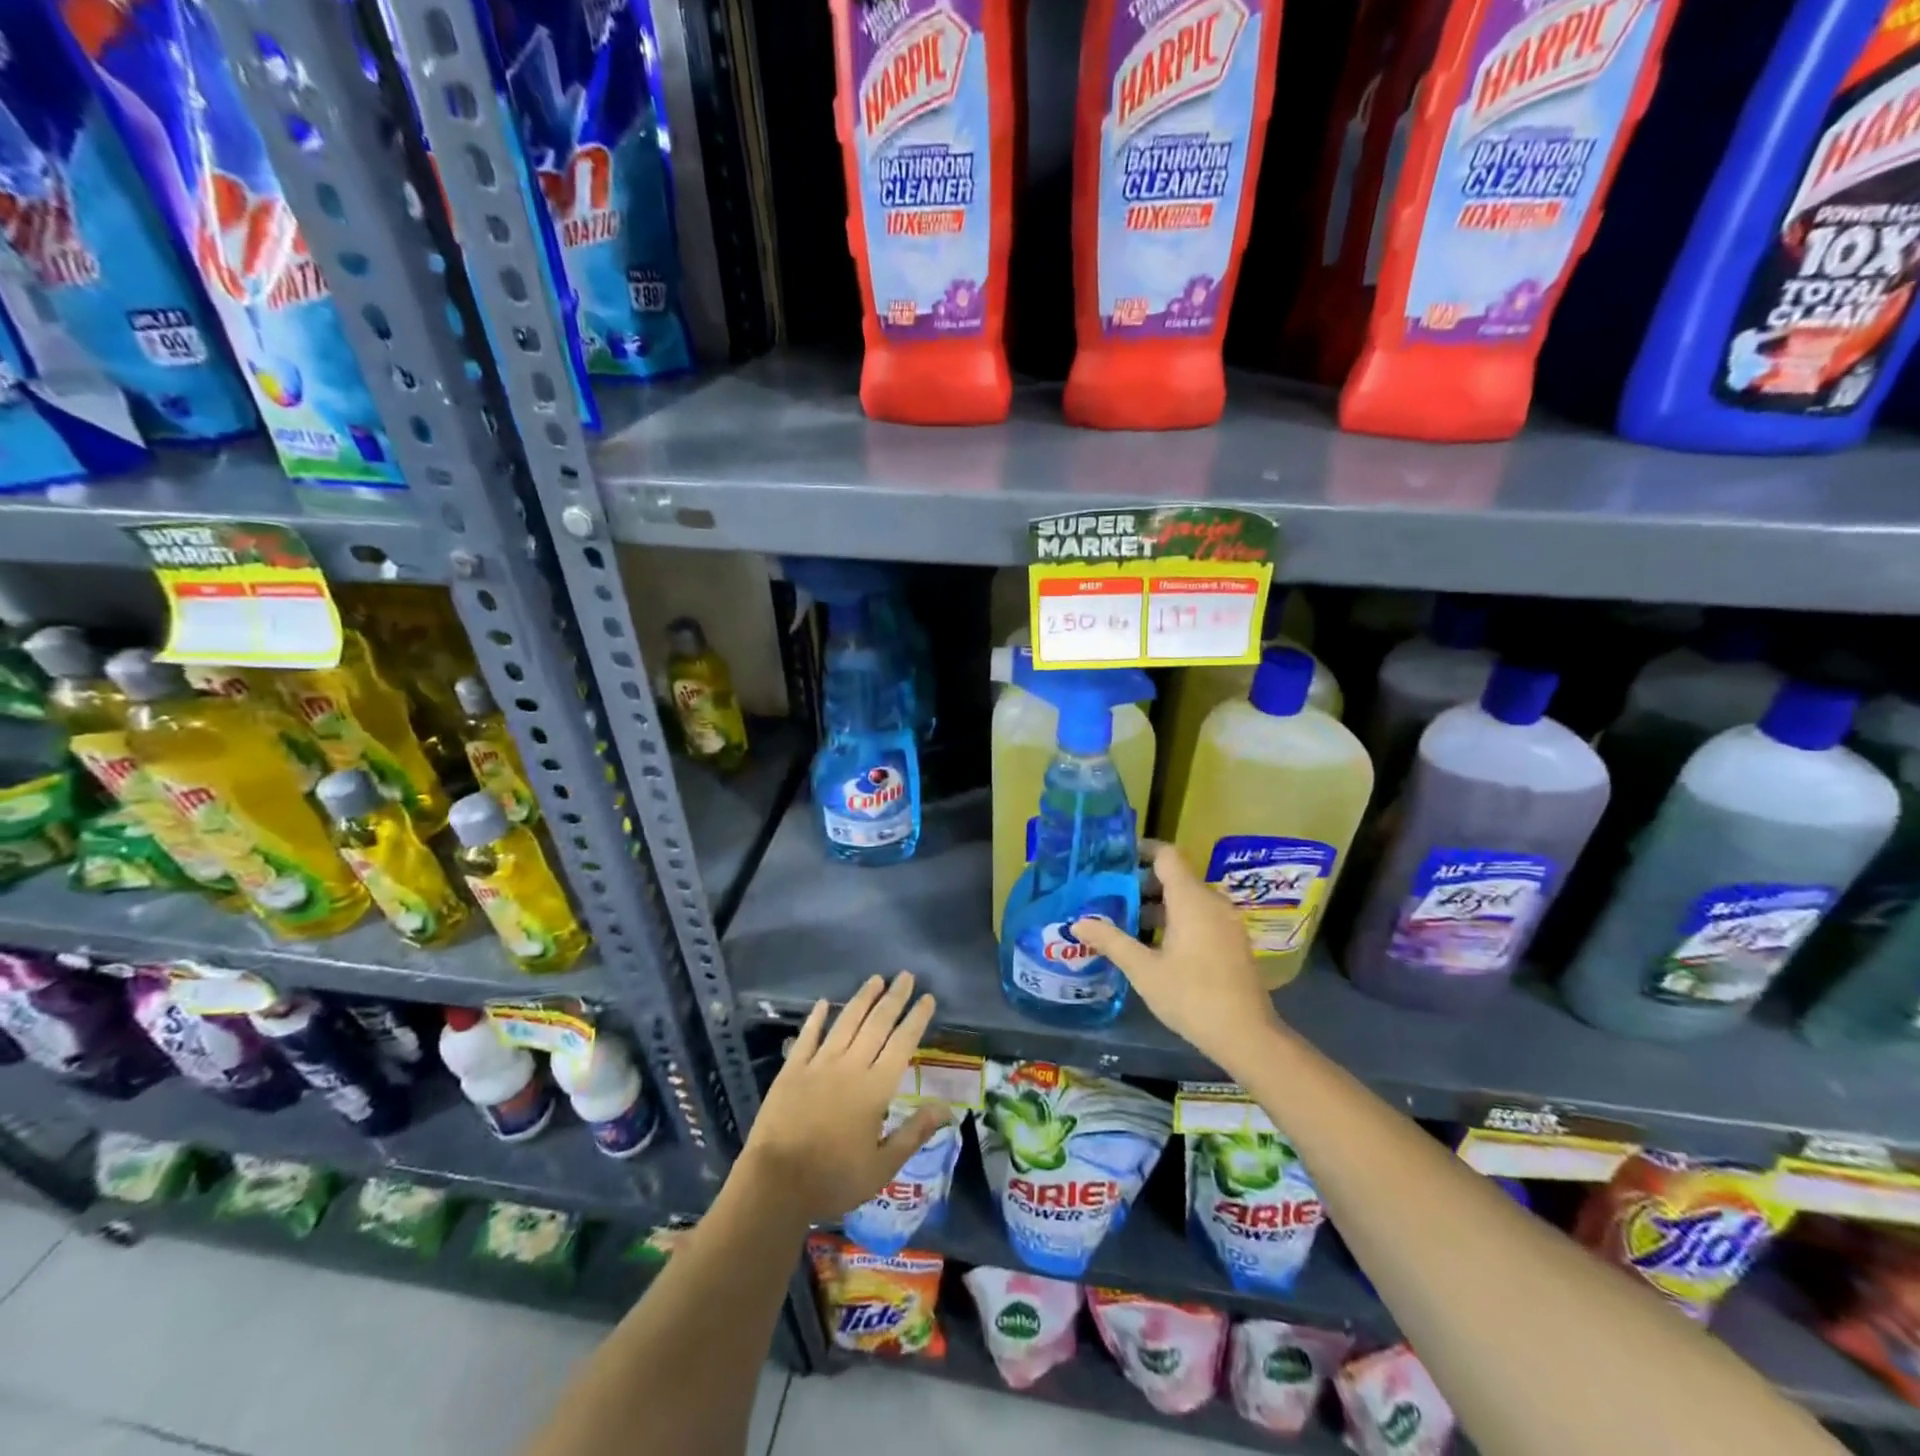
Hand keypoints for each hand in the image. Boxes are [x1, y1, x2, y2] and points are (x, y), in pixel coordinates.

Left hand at [741, 972, 946, 1223]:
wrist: (776, 1184)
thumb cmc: (834, 1179)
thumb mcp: (882, 1166)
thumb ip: (914, 1133)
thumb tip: (946, 1108)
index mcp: (875, 1088)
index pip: (902, 1044)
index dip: (916, 1019)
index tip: (928, 998)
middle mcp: (850, 1066)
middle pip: (877, 1024)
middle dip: (894, 998)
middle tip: (906, 975)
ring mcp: (819, 1064)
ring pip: (845, 1022)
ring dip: (862, 998)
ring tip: (875, 979)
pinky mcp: (792, 1070)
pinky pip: (807, 1036)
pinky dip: (816, 1018)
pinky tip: (823, 1002)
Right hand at [1073, 842, 1281, 1072]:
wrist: (1247, 1036)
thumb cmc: (1191, 996)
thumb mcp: (1144, 970)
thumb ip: (1111, 941)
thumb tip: (1078, 923)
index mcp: (1191, 899)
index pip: (1166, 855)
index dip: (1141, 850)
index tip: (1113, 857)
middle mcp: (1212, 902)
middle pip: (1175, 876)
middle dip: (1141, 882)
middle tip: (1109, 894)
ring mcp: (1226, 921)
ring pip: (1187, 898)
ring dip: (1157, 903)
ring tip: (1125, 920)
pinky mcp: (1232, 940)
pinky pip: (1200, 915)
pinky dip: (1176, 918)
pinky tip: (1154, 942)